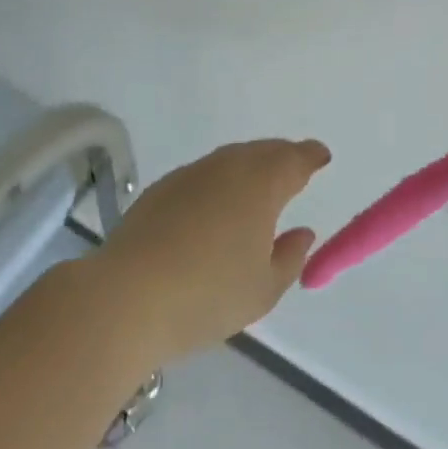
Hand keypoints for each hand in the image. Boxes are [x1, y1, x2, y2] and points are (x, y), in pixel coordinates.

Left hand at [97, 139, 329, 365]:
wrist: (126, 297)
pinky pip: (202, 175)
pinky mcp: (160, 189)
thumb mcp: (263, 289)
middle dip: (281, 157)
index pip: (294, 159)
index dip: (310, 156)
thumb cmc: (207, 295)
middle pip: (261, 152)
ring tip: (256, 188)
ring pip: (229, 160)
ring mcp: (189, 174)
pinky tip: (214, 207)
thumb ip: (290, 258)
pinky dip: (218, 182)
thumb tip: (302, 232)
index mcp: (261, 184)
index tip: (321, 157)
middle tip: (293, 168)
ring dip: (248, 167)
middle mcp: (227, 167)